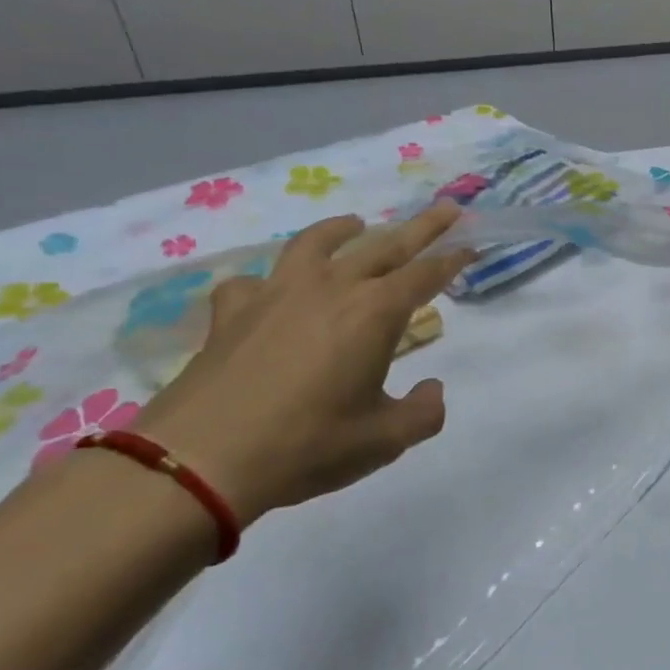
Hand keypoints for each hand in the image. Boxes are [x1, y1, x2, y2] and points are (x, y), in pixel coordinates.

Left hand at [130, 202, 472, 526]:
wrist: (200, 460)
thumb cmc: (308, 444)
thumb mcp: (385, 439)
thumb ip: (423, 412)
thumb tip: (432, 390)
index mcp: (375, 312)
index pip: (425, 274)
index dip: (451, 260)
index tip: (469, 247)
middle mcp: (331, 289)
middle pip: (385, 245)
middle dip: (421, 227)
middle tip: (445, 210)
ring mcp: (277, 294)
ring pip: (315, 244)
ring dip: (342, 230)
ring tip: (355, 224)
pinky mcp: (232, 313)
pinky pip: (252, 283)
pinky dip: (268, 282)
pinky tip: (270, 292)